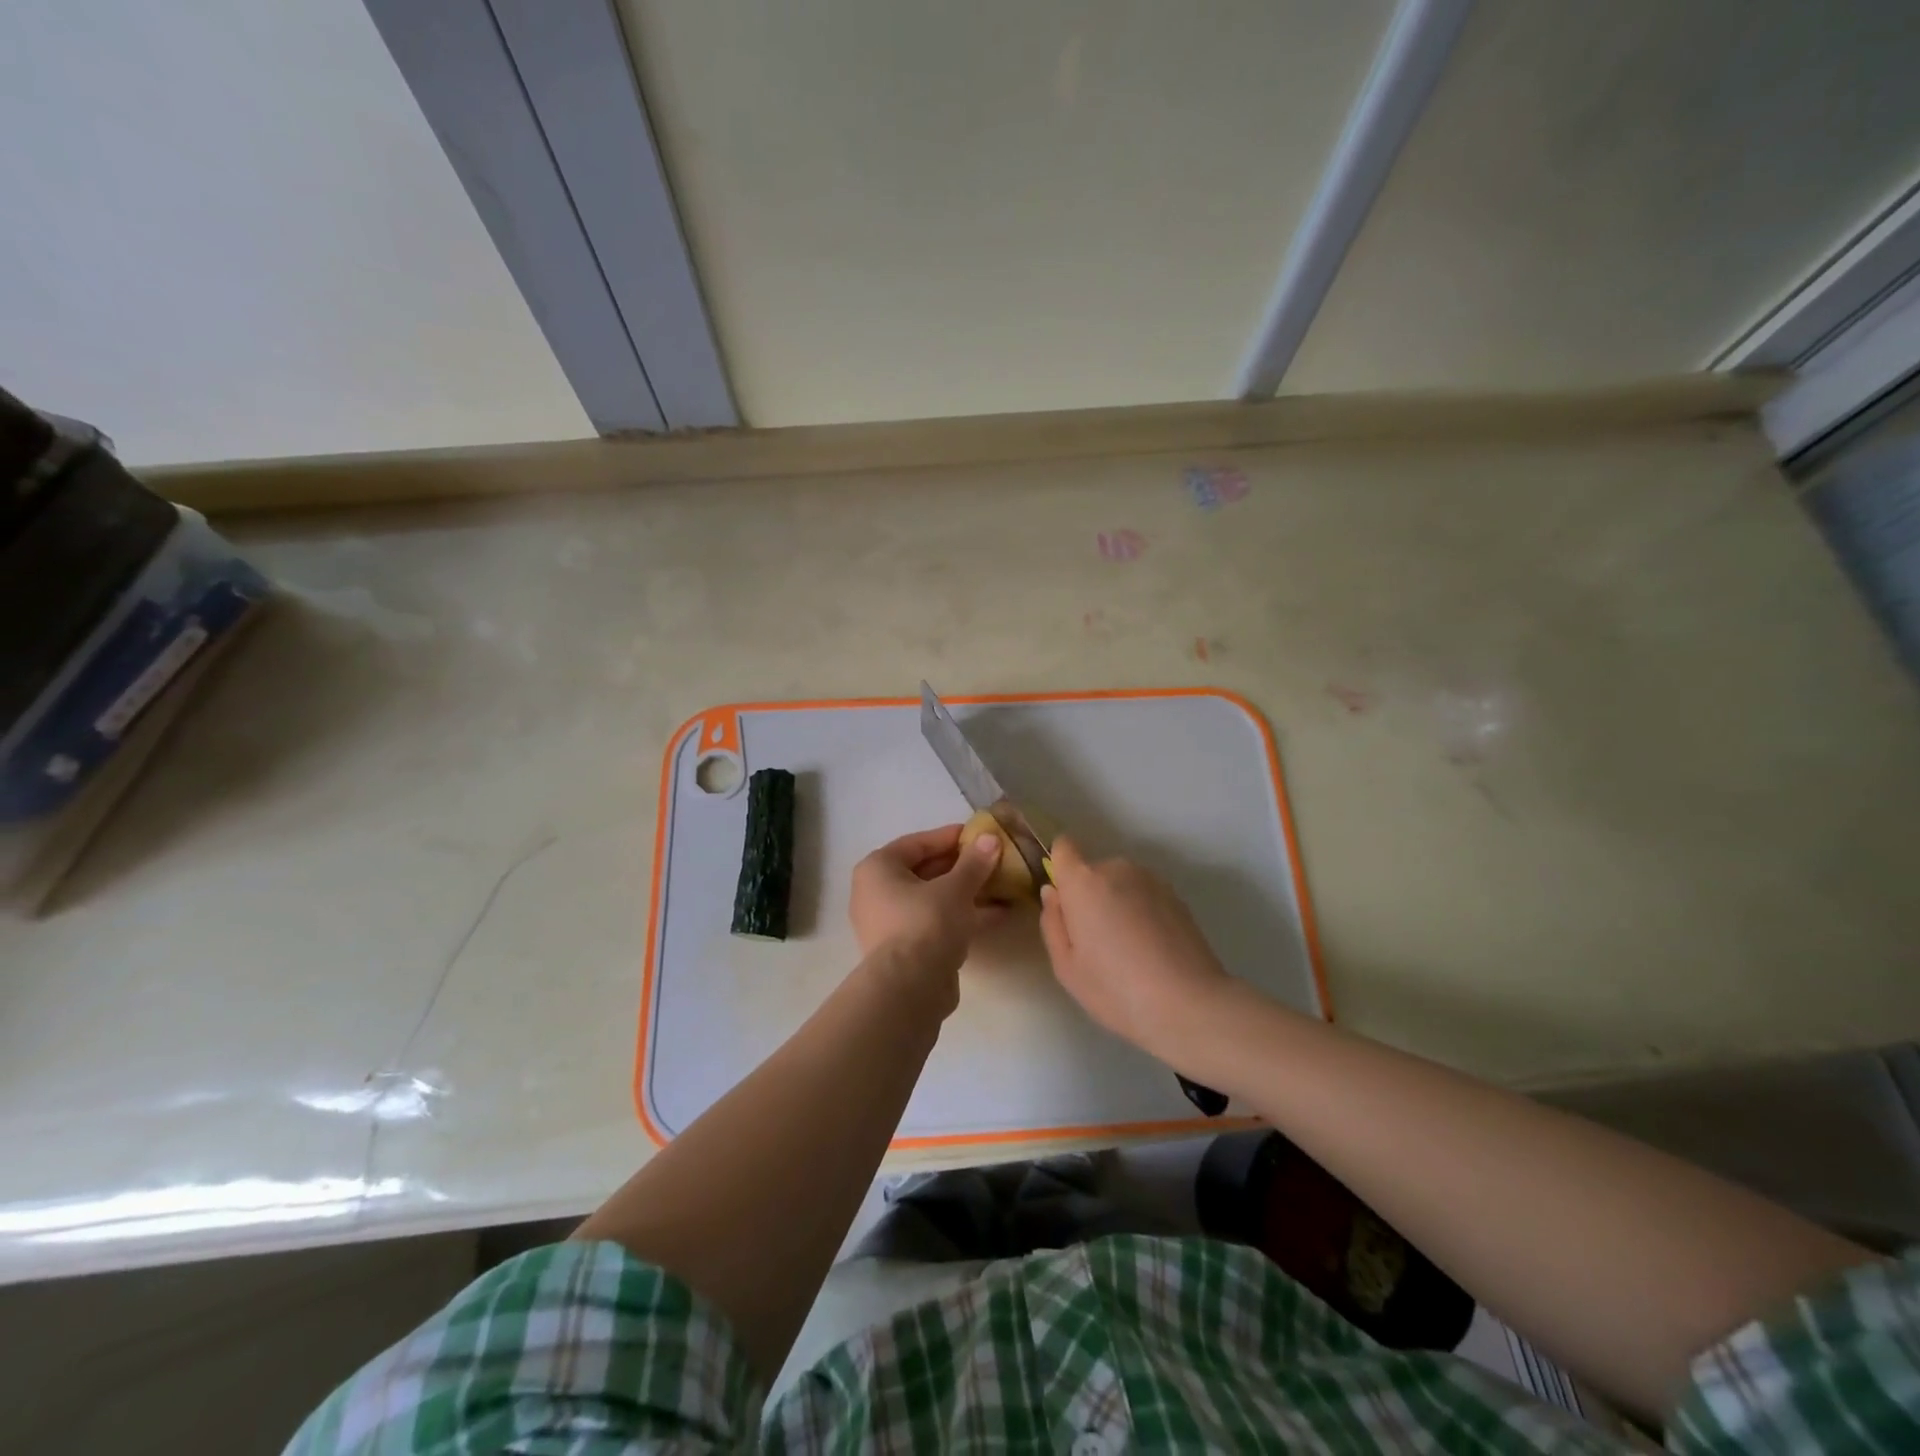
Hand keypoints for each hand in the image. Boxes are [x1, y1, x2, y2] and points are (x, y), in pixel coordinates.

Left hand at [848, 823, 1003, 988]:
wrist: (909, 989)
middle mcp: (877, 893)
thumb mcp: (955, 888)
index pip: (917, 843)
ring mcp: (890, 923)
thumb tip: (990, 839)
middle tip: (994, 859)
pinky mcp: (906, 950)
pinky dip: (962, 915)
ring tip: (1002, 884)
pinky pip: (936, 922)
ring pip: (933, 899)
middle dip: (962, 866)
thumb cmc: (925, 923)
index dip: (950, 837)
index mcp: (878, 869)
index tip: (980, 835)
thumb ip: (974, 862)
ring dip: (966, 892)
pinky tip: (997, 913)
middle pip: (925, 871)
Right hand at [1038, 836, 1232, 1062]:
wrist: (1188, 1004)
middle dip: (1090, 897)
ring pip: (1121, 884)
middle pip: (1093, 872)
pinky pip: (1145, 896)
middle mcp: (1117, 869)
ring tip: (1129, 950)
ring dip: (1118, 904)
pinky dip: (1142, 913)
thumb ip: (1052, 922)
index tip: (1065, 900)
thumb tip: (1054, 893)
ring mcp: (1151, 880)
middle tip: (1097, 942)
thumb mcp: (1066, 967)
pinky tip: (1152, 951)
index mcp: (1084, 882)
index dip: (1060, 869)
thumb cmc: (1115, 988)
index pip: (1063, 848)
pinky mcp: (1177, 896)